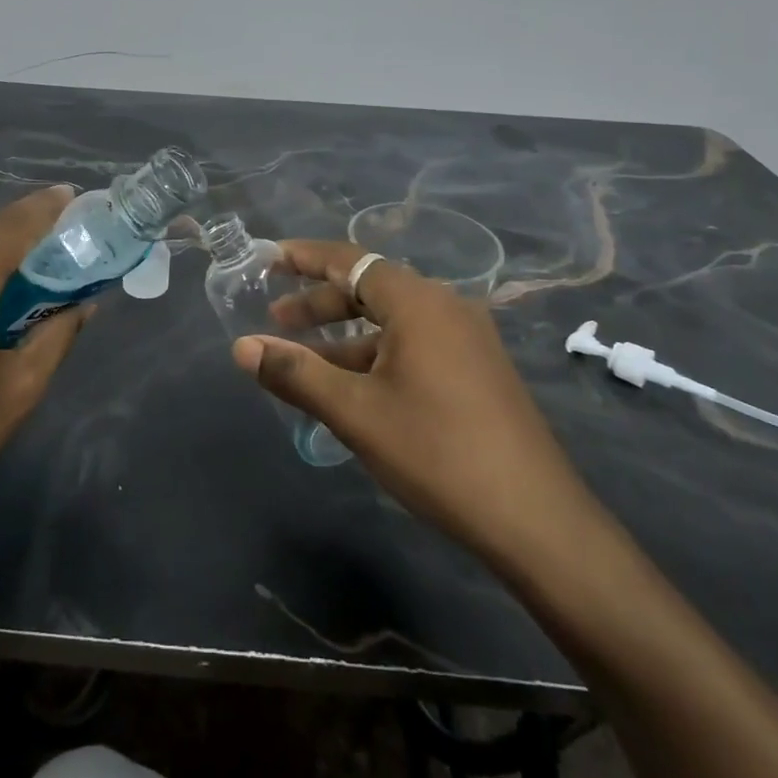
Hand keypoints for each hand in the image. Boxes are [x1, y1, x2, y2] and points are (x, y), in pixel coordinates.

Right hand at [234, 240, 607, 574]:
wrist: (535, 519)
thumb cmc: (436, 452)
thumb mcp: (355, 412)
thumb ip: (295, 373)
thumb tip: (241, 347)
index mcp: (418, 302)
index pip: (350, 261)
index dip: (305, 257)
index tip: (268, 259)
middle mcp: (446, 307)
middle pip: (370, 289)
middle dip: (320, 302)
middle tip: (276, 319)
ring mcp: (467, 340)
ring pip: (392, 322)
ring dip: (345, 336)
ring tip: (304, 359)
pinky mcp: (477, 371)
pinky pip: (414, 345)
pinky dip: (375, 355)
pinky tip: (353, 387)